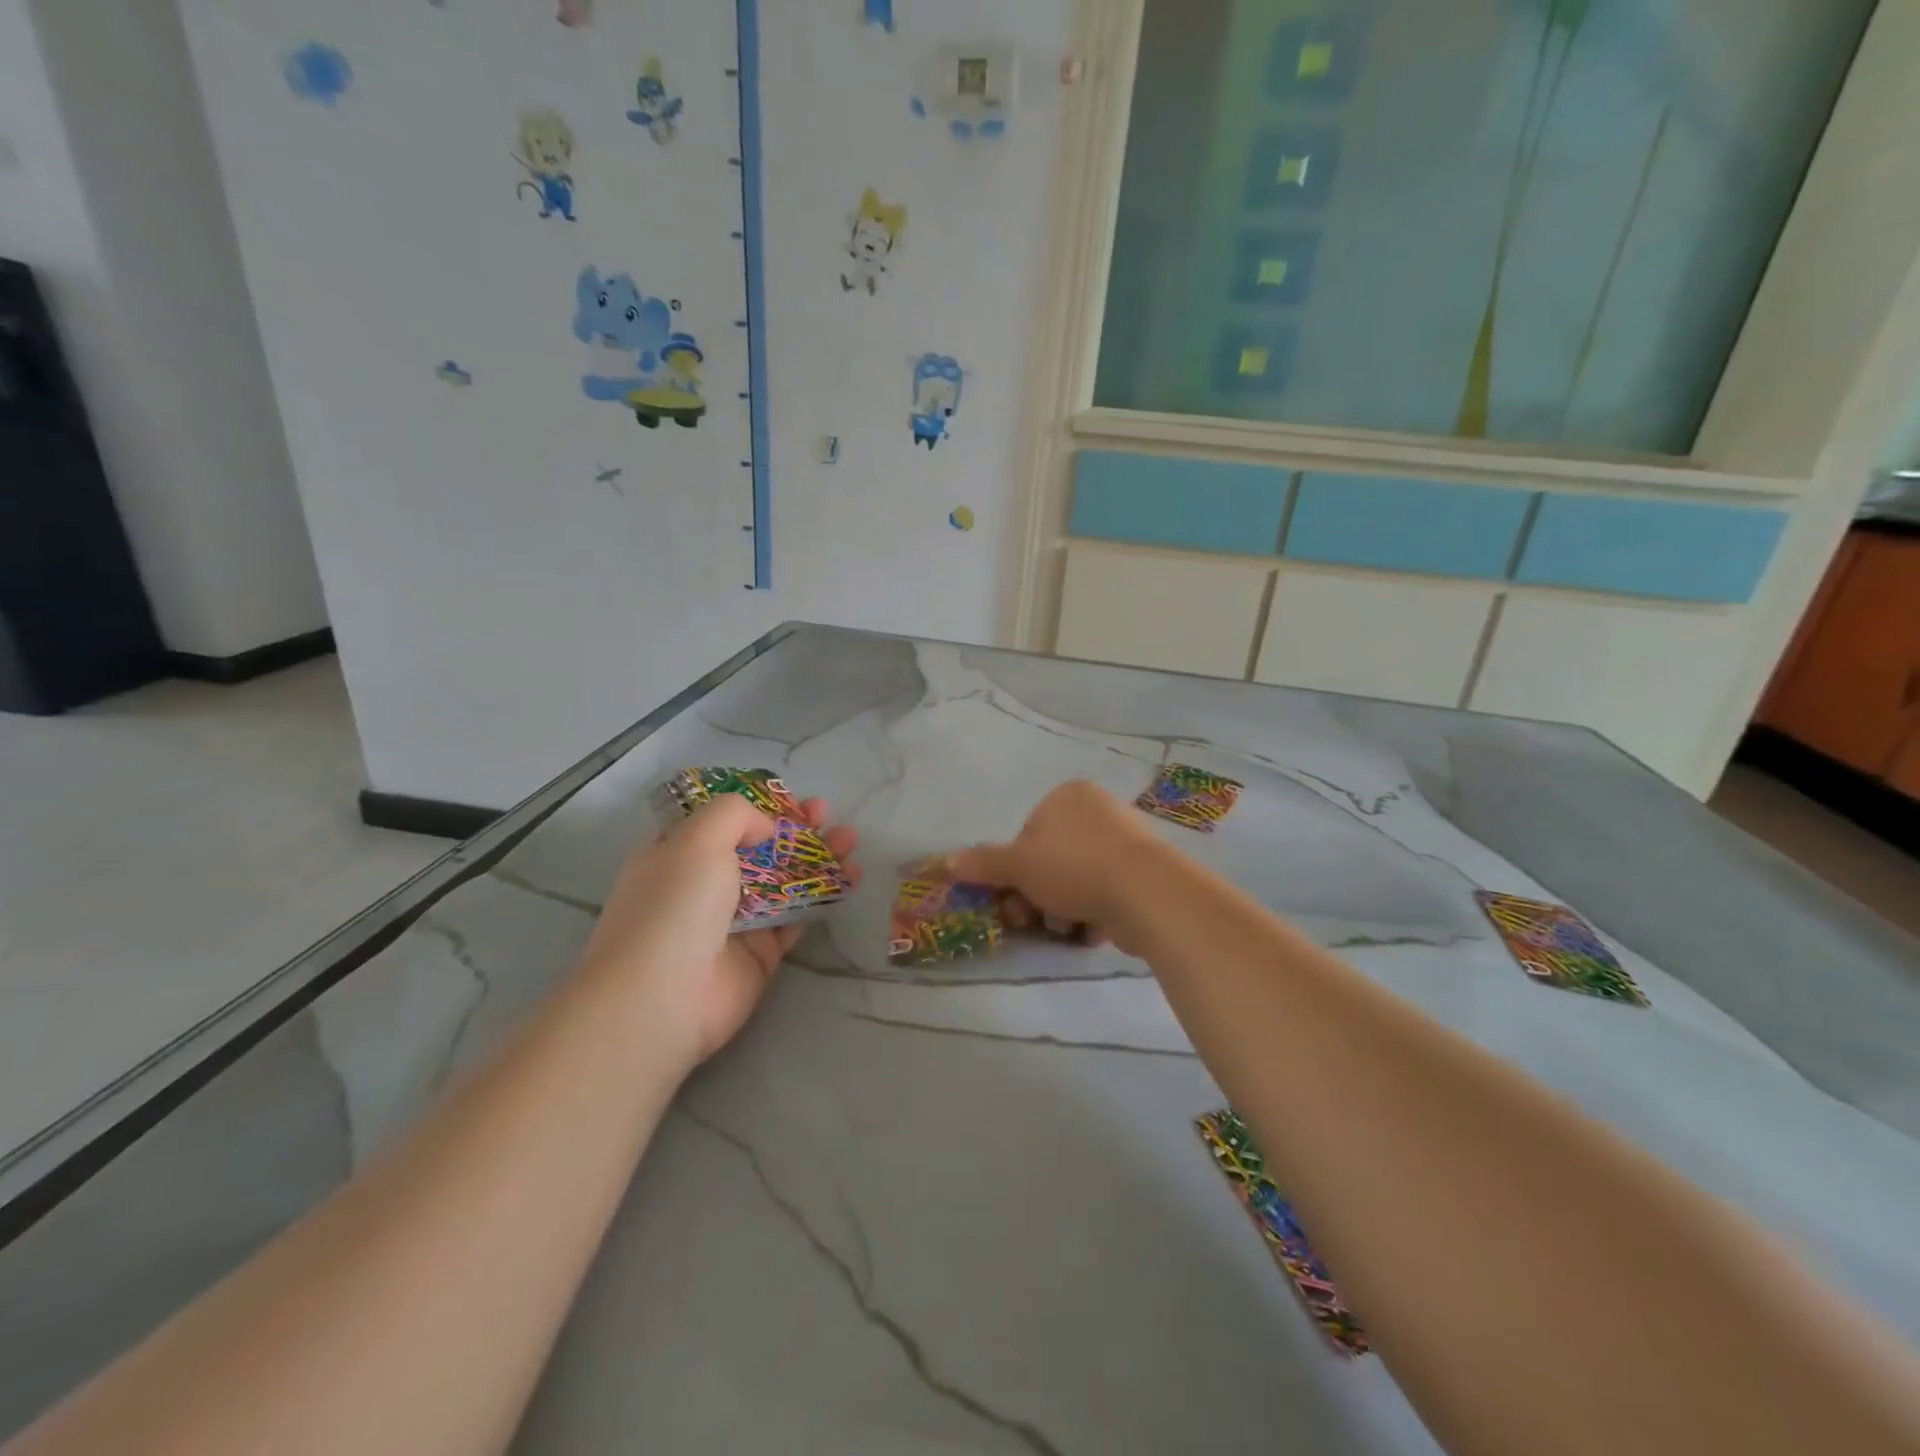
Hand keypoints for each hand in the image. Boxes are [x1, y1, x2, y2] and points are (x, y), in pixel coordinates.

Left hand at [577, 794, 860, 1066]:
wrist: (663, 998)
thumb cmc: (675, 905)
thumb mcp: (698, 838)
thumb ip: (736, 815)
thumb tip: (766, 828)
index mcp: (677, 854)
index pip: (721, 822)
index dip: (757, 807)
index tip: (791, 798)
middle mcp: (704, 885)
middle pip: (759, 848)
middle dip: (795, 828)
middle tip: (827, 814)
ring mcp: (734, 921)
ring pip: (784, 880)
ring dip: (818, 857)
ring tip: (851, 839)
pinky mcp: (761, 953)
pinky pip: (797, 916)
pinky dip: (824, 895)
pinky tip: (851, 876)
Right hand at [948, 781, 1154, 951]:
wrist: (1145, 892)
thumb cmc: (1074, 867)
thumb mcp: (1019, 865)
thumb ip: (984, 864)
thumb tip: (946, 862)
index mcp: (1069, 796)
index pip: (1028, 834)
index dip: (1016, 869)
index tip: (1013, 896)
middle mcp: (1099, 811)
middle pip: (1052, 860)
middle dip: (1038, 894)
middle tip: (1031, 919)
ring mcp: (1126, 842)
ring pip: (1077, 881)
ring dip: (1064, 908)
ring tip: (1068, 926)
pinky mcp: (1145, 874)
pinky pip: (1106, 894)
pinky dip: (1095, 913)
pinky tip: (1093, 929)